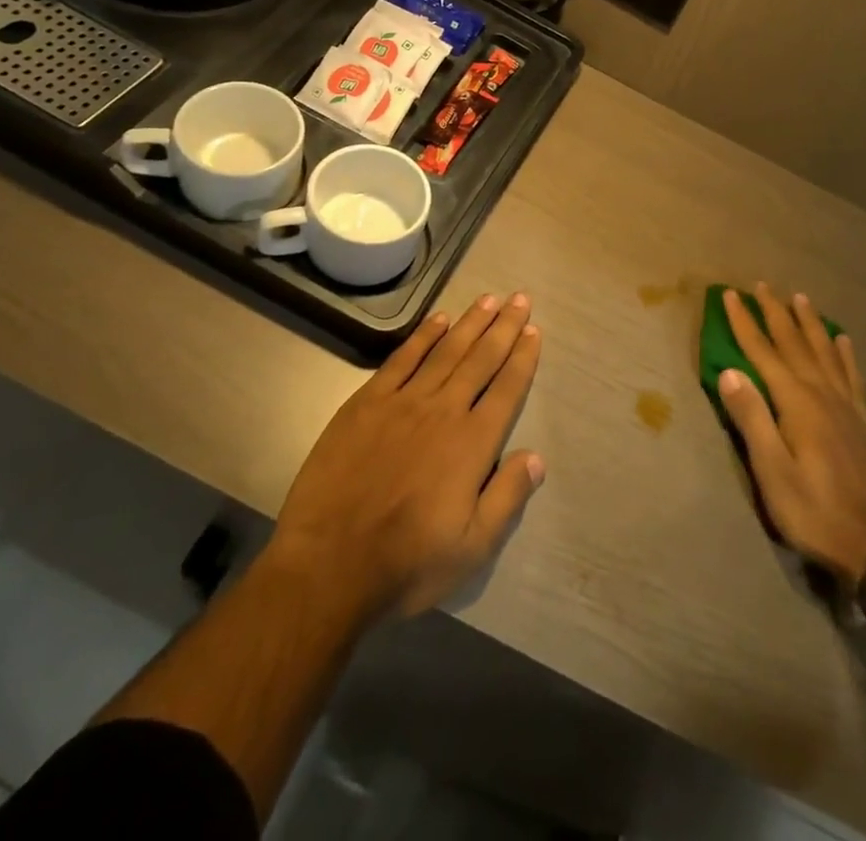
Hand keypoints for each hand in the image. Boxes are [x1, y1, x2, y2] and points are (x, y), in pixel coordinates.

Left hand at [261, 293, 544, 625]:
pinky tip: (438, 319)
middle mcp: (443, 412)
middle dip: (504, 327)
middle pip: (481, 359)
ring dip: (470, 323)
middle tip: (520, 298)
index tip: (534, 331)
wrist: (328, 566)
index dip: (523, 358)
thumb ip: (507, 497)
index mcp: (472, 444)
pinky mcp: (367, 403)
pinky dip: (423, 337)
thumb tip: (537, 456)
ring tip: (489, 299)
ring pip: (446, 351)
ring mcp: (403, 403)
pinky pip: (402, 360)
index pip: (507, 389)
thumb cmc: (407, 563)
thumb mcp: (473, 548)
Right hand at [717, 283, 865, 587]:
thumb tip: (729, 371)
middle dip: (775, 313)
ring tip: (801, 298)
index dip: (744, 323)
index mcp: (797, 403)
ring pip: (825, 352)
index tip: (729, 295)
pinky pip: (853, 376)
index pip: (763, 353)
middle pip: (794, 344)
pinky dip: (845, 354)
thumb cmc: (813, 511)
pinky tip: (843, 341)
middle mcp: (823, 394)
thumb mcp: (772, 472)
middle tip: (762, 285)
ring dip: (809, 324)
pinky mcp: (863, 422)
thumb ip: (752, 419)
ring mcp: (847, 407)